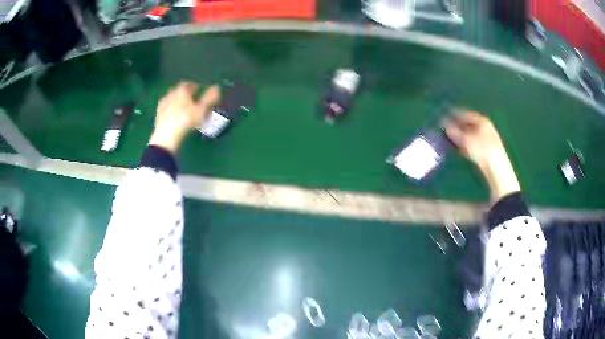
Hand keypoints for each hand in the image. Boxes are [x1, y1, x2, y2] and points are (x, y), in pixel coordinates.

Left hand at [149, 82, 219, 152]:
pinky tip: (173, 114)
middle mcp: (171, 93)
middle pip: (179, 89)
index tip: (200, 90)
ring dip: (177, 99)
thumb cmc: (186, 121)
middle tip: (192, 98)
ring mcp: (163, 103)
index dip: (195, 86)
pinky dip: (170, 107)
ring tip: (183, 107)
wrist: (167, 135)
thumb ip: (209, 98)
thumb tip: (217, 87)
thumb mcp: (201, 110)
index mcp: (182, 90)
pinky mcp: (158, 112)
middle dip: (185, 92)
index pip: (190, 84)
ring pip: (171, 97)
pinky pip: (165, 106)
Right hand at [445, 111, 520, 201]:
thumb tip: (445, 125)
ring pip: (472, 134)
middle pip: (469, 124)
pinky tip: (463, 151)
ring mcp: (489, 137)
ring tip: (453, 142)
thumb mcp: (465, 140)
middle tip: (447, 131)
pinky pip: (476, 142)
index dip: (453, 116)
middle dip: (458, 127)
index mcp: (481, 120)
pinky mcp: (490, 149)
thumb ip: (453, 132)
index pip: (464, 114)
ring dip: (462, 137)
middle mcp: (486, 126)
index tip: (444, 119)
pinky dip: (468, 144)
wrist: (497, 167)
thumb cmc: (481, 150)